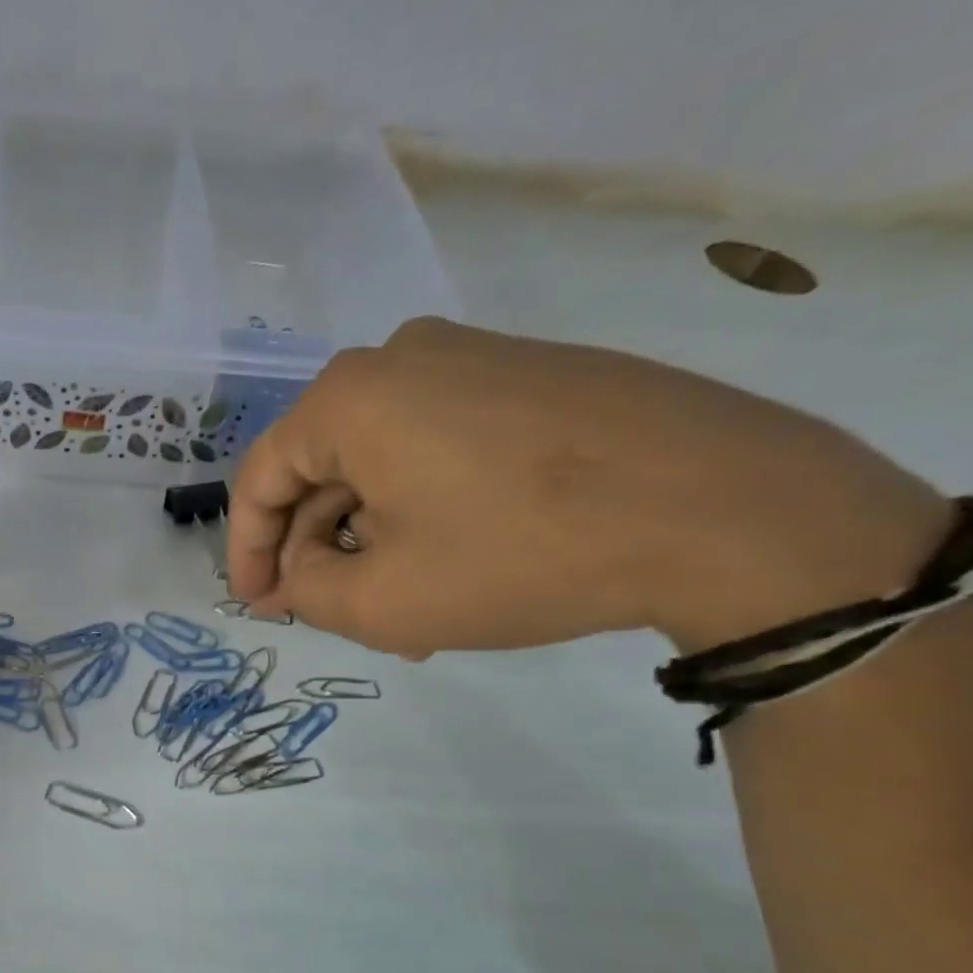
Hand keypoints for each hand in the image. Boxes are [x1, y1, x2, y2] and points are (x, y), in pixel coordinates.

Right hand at [228, 318, 949, 656]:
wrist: (726, 508)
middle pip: (321, 468)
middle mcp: (401, 359)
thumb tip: (299, 570)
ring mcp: (474, 359)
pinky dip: (422, 510)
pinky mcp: (530, 377)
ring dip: (371, 537)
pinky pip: (438, 449)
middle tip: (328, 613)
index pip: (261, 478)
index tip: (258, 606)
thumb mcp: (382, 601)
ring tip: (396, 607)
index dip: (246, 551)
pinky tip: (447, 565)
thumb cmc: (519, 554)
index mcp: (350, 397)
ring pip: (381, 464)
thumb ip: (306, 590)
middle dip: (316, 549)